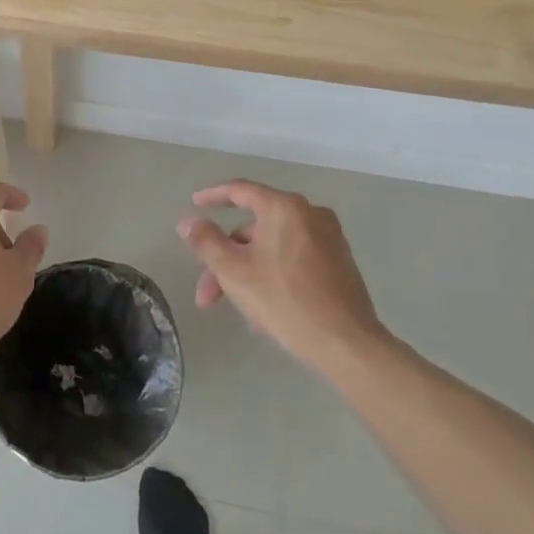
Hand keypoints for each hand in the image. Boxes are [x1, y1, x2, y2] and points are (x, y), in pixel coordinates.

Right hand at [176, 179, 388, 372]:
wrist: (346, 343)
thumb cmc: (284, 299)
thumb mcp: (233, 270)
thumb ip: (205, 241)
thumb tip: (187, 221)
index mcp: (284, 208)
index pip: (240, 190)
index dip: (212, 196)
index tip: (194, 202)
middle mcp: (310, 214)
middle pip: (254, 229)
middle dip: (226, 259)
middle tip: (208, 293)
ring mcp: (329, 239)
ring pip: (272, 248)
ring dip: (246, 273)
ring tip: (237, 311)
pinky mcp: (339, 263)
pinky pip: (293, 260)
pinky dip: (271, 276)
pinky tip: (263, 311)